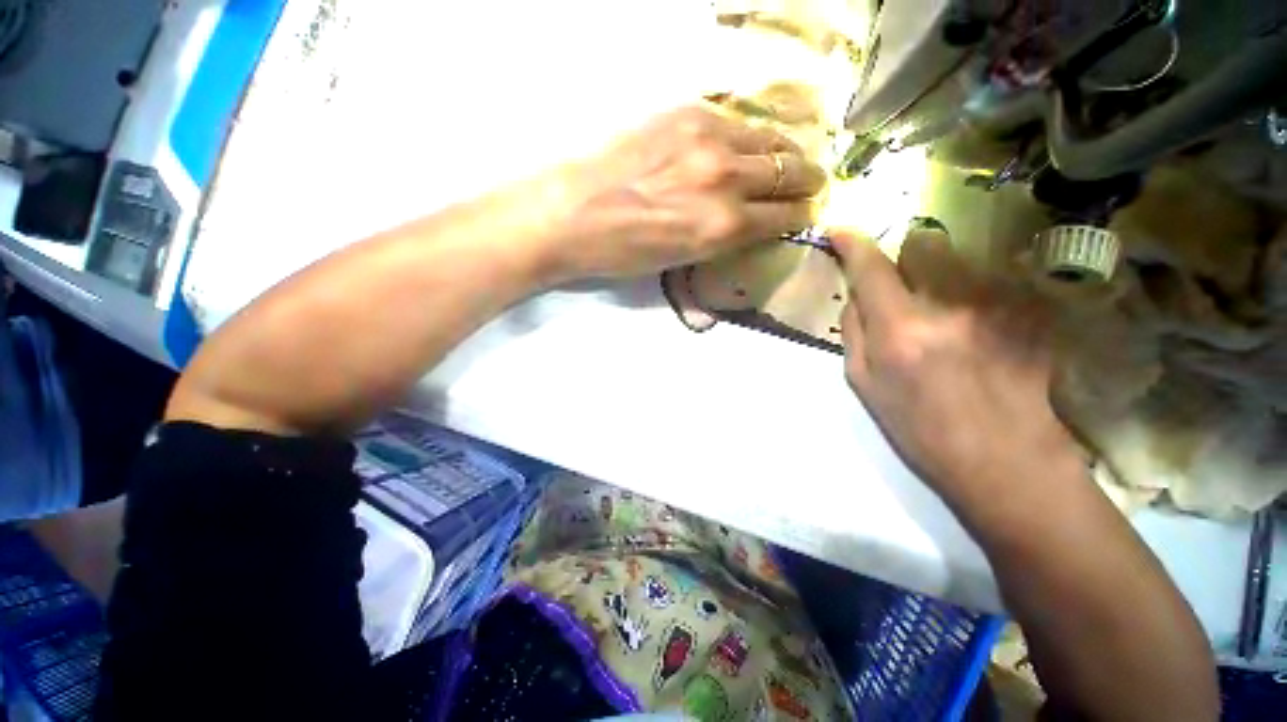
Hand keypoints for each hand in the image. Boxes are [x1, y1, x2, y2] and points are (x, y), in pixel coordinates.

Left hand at [535, 104, 826, 281]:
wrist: (572, 212)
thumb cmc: (623, 252)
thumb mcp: (682, 259)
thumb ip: (725, 239)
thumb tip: (753, 223)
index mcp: (725, 226)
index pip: (787, 215)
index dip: (802, 214)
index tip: (805, 212)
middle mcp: (727, 179)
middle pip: (792, 171)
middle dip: (807, 181)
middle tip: (808, 184)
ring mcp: (709, 138)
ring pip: (772, 140)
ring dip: (786, 153)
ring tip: (786, 161)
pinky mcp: (687, 112)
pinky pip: (738, 122)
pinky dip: (752, 137)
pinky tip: (745, 146)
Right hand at [832, 228, 1081, 508]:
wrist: (1008, 462)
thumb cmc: (921, 431)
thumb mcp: (864, 387)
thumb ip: (854, 332)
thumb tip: (857, 293)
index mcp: (900, 332)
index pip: (871, 268)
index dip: (852, 243)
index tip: (839, 231)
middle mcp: (950, 307)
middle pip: (924, 244)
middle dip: (906, 256)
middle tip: (905, 286)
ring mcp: (1000, 305)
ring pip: (961, 259)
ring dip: (944, 275)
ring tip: (950, 318)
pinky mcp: (1032, 311)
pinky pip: (992, 281)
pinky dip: (976, 294)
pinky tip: (983, 331)